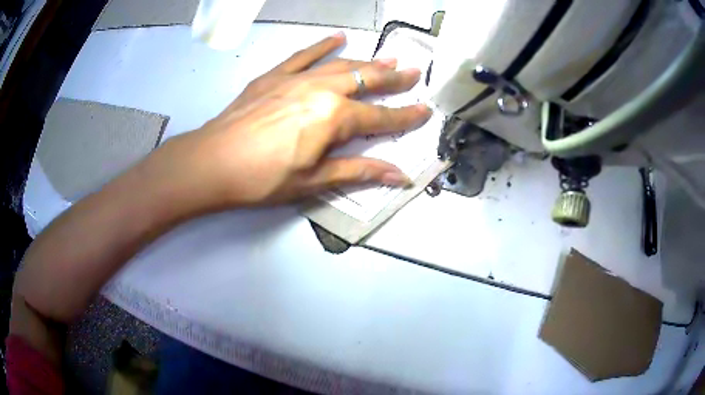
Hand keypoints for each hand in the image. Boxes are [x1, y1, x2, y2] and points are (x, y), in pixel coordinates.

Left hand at [153, 32, 431, 209]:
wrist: (213, 162)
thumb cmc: (263, 178)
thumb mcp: (314, 181)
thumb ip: (359, 171)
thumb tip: (399, 175)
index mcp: (334, 118)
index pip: (381, 117)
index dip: (405, 116)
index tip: (425, 110)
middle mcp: (321, 90)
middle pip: (366, 81)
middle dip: (393, 78)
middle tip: (413, 72)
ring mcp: (296, 79)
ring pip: (340, 65)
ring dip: (367, 61)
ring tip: (388, 57)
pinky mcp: (274, 76)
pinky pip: (303, 56)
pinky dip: (322, 46)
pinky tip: (337, 38)